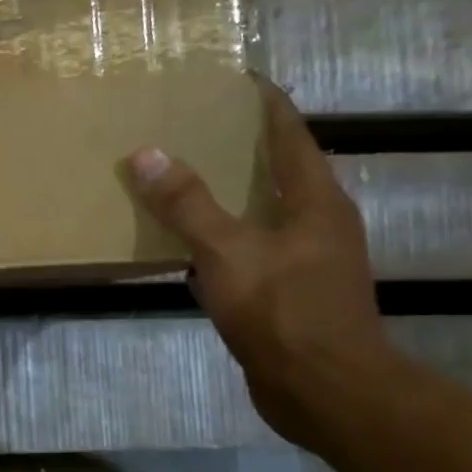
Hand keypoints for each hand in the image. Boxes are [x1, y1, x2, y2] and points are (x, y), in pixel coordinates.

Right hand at [128, 75, 395, 448]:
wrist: (325, 392)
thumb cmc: (283, 311)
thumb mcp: (227, 251)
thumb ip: (187, 204)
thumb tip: (147, 154)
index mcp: (315, 200)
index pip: (290, 133)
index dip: (263, 102)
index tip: (230, 79)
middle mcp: (318, 222)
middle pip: (278, 168)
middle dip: (238, 145)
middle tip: (189, 126)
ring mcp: (307, 260)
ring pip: (262, 210)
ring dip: (227, 193)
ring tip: (182, 176)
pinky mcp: (290, 292)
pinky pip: (250, 247)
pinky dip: (221, 235)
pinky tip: (188, 242)